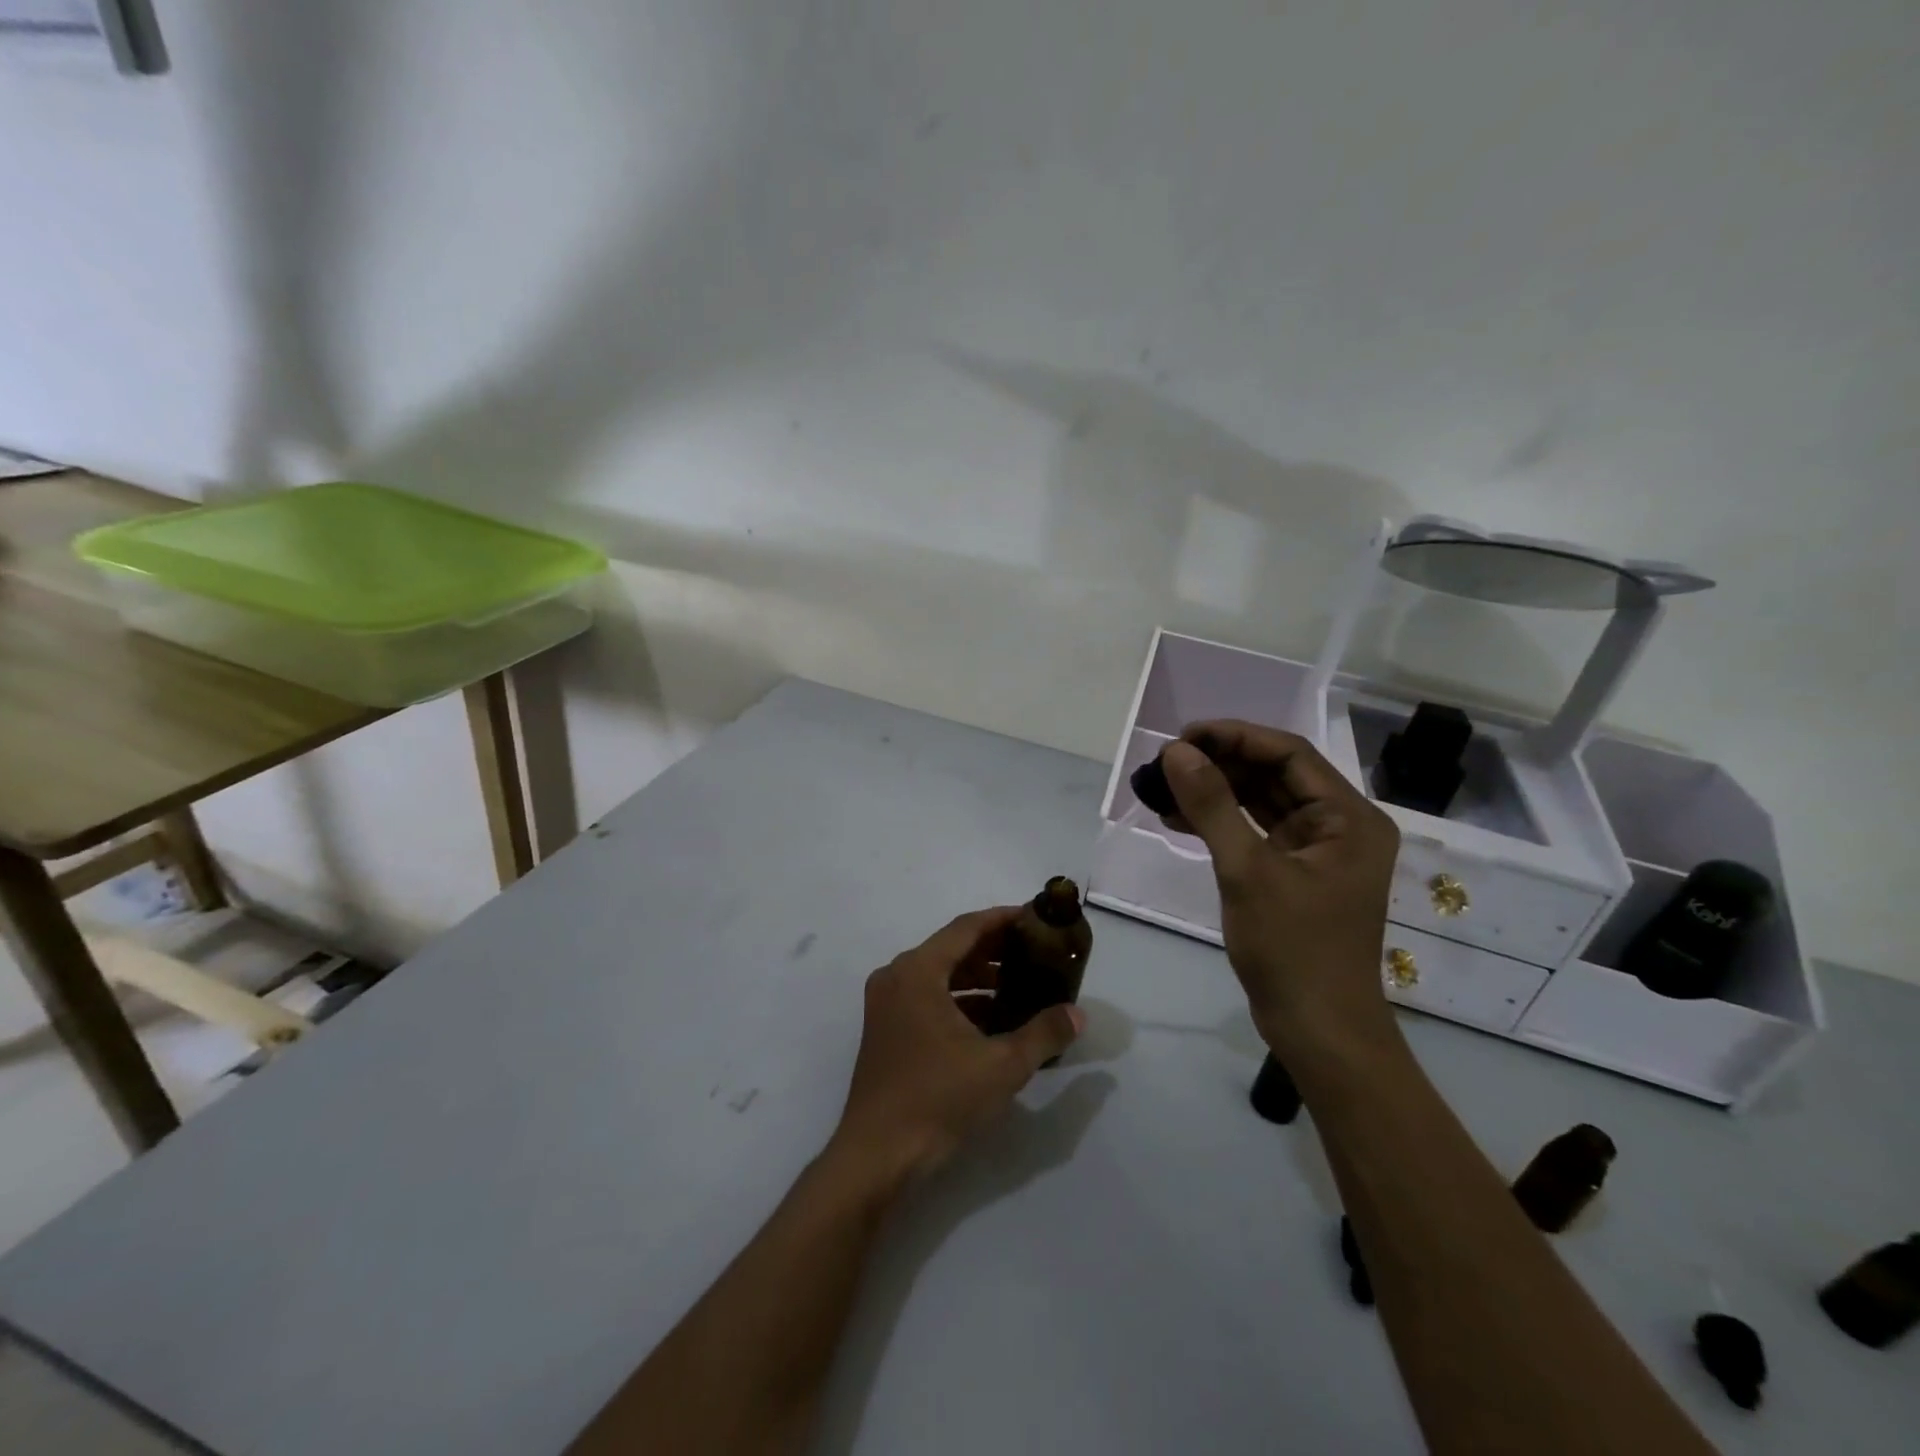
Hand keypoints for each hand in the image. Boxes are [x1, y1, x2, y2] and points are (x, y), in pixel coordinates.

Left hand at [828, 908, 1083, 1187]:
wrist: (878, 1156)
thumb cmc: (938, 1099)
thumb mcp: (1001, 1066)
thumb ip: (1043, 1034)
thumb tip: (1077, 1014)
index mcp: (917, 971)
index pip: (966, 928)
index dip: (1002, 919)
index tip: (1034, 917)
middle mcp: (897, 977)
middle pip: (952, 948)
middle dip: (994, 950)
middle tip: (1035, 953)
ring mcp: (887, 1004)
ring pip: (940, 975)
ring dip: (979, 978)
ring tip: (1021, 987)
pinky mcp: (886, 1029)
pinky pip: (928, 998)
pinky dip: (960, 1002)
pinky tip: (993, 1021)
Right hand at [1158, 722, 1400, 1064]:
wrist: (1318, 1030)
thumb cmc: (1293, 949)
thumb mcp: (1248, 871)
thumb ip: (1212, 806)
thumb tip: (1175, 752)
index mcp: (1349, 817)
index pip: (1289, 754)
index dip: (1234, 737)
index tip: (1182, 737)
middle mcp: (1340, 826)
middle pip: (1275, 774)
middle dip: (1220, 764)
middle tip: (1165, 763)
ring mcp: (1318, 852)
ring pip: (1262, 802)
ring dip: (1215, 792)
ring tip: (1164, 786)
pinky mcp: (1295, 874)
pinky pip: (1255, 832)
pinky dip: (1220, 823)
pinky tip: (1177, 819)